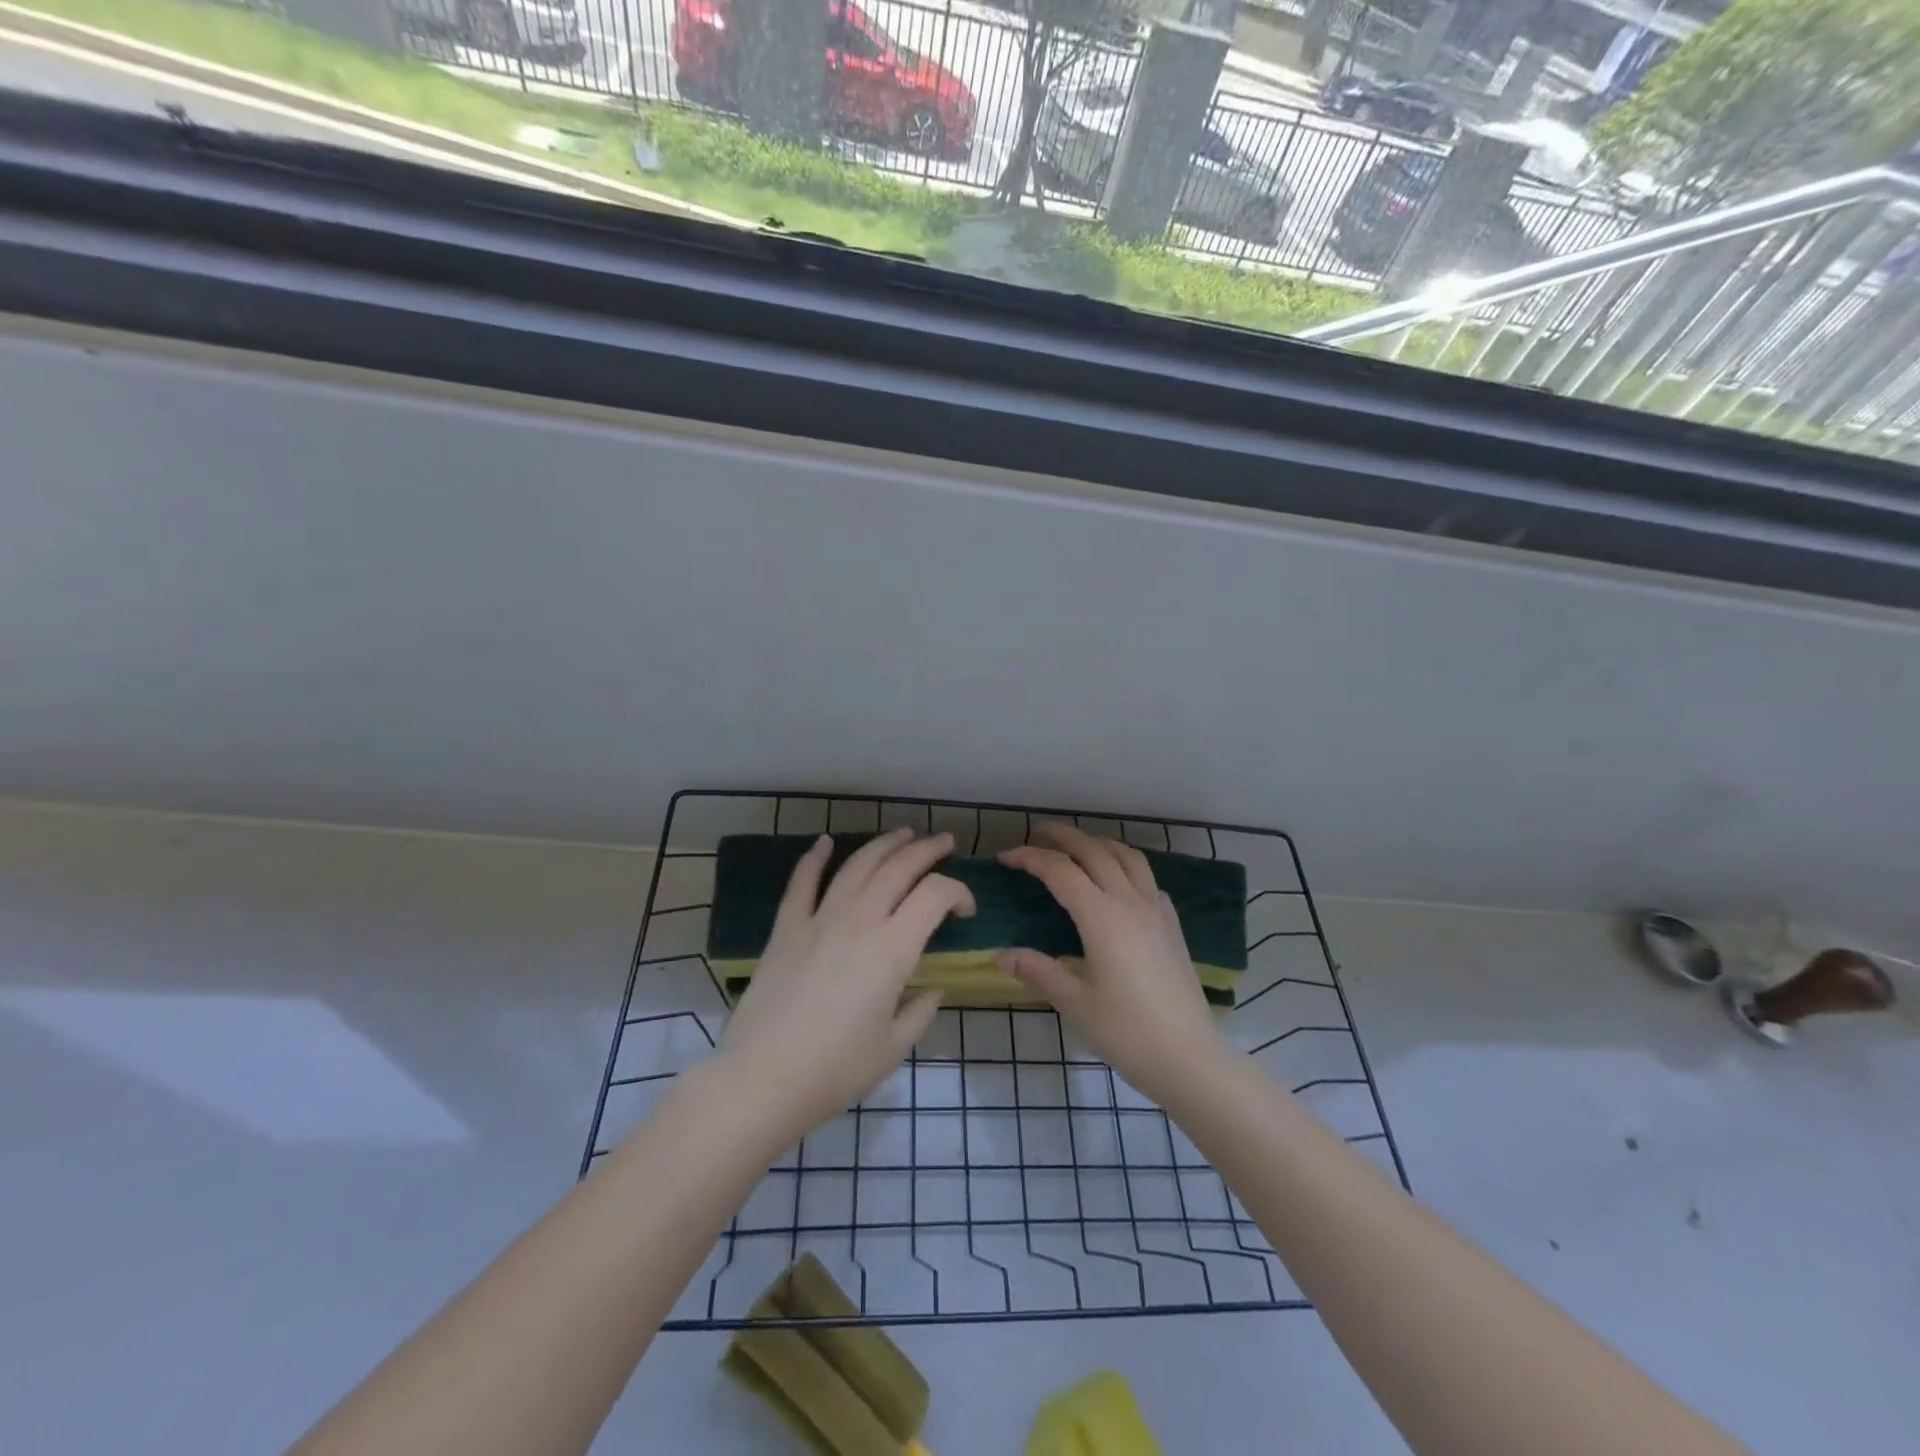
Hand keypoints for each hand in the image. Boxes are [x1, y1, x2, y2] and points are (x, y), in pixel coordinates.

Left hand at [716, 828, 973, 1148]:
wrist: (763, 1079)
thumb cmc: (836, 1070)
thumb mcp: (893, 1048)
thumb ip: (920, 1012)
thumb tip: (933, 990)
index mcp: (893, 948)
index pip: (935, 894)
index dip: (958, 892)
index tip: (966, 910)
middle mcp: (860, 920)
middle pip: (899, 867)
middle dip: (928, 850)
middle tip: (945, 844)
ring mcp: (819, 919)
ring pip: (857, 865)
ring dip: (884, 844)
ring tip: (903, 835)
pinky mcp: (786, 928)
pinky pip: (802, 882)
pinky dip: (815, 857)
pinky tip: (825, 842)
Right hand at [998, 823, 1226, 1104]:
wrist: (1190, 1057)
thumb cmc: (1128, 1033)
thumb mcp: (1075, 1004)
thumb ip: (1038, 972)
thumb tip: (1001, 955)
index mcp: (1102, 917)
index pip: (1060, 872)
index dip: (1030, 858)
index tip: (1006, 857)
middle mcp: (1130, 902)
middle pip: (1094, 851)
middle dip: (1064, 836)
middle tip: (1038, 833)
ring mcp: (1156, 911)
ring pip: (1127, 857)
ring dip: (1099, 843)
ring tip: (1078, 846)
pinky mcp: (1172, 925)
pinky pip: (1147, 879)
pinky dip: (1126, 866)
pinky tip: (1118, 882)